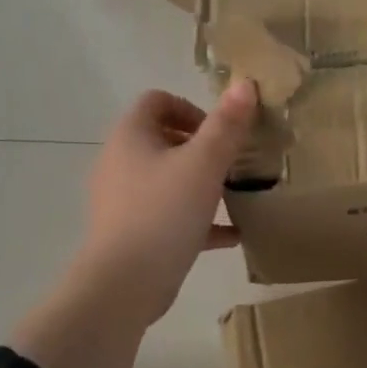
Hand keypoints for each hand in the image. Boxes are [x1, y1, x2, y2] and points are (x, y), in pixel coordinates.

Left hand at [74, 80, 258, 326]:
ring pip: (168, 179)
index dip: (191, 108)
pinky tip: (232, 234)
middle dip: (202, 147)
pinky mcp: (133, 233)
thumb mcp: (204, 163)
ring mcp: (124, 200)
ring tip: (234, 194)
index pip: (157, 101)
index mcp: (131, 136)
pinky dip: (198, 219)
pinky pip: (170, 216)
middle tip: (233, 162)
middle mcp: (121, 162)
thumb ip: (227, 124)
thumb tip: (245, 83)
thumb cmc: (164, 212)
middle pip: (163, 139)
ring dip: (201, 183)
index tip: (220, 132)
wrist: (124, 284)